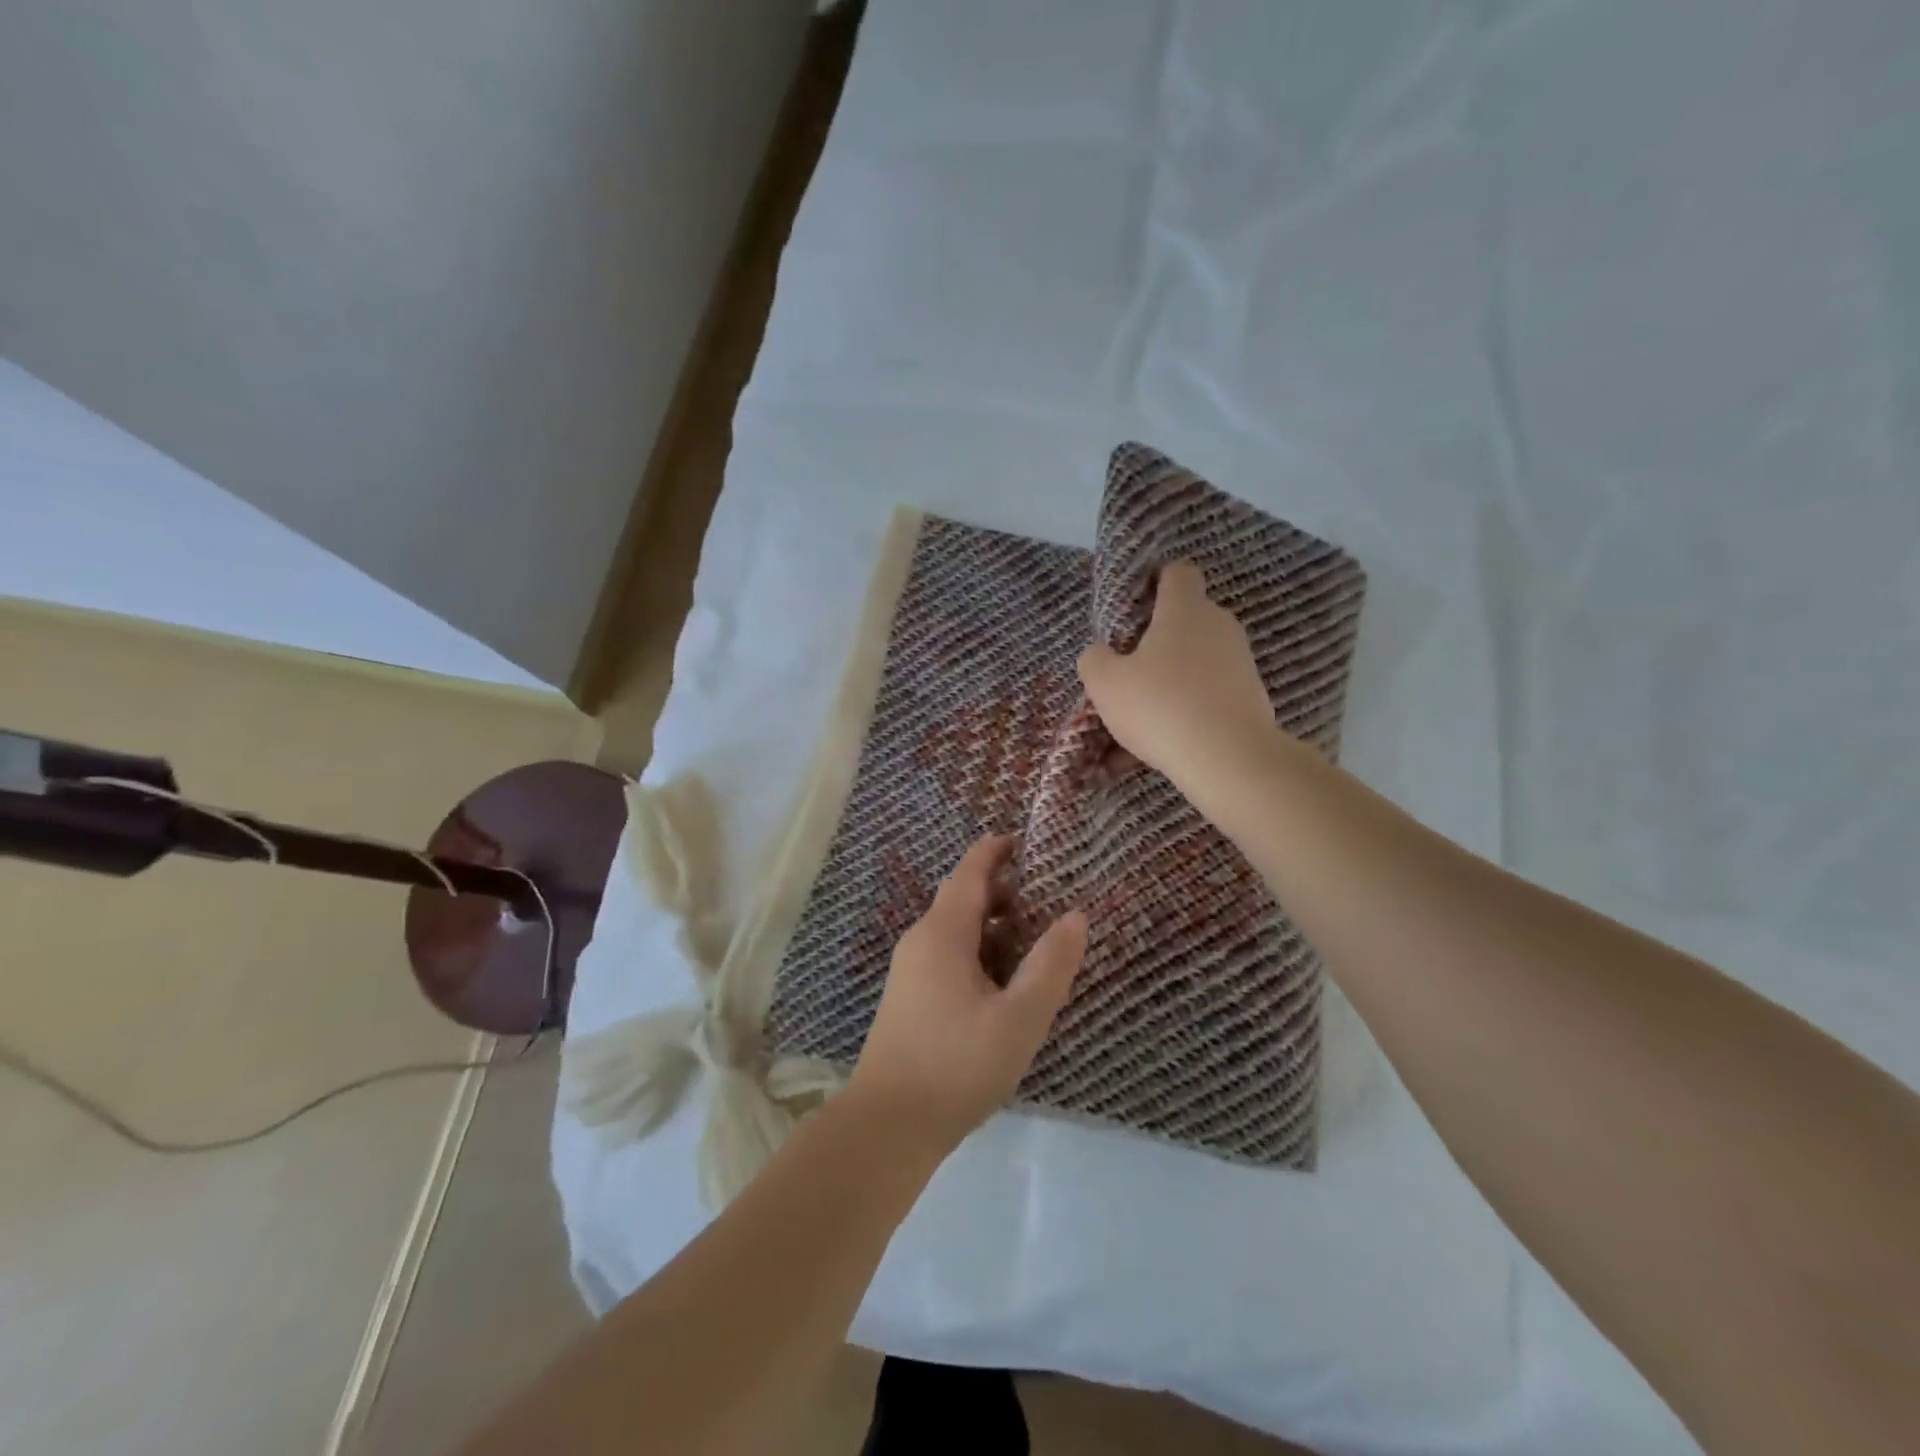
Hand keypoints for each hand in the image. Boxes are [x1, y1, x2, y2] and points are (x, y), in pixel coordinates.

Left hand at [848, 835, 1087, 1152]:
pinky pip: (947, 955)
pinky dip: (978, 950)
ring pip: (955, 930)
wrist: (888, 1125)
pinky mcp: (910, 998)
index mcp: (943, 934)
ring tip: (1032, 936)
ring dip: (991, 924)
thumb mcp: (1019, 1018)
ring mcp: (911, 971)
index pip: (969, 873)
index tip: (1020, 838)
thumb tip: (1075, 916)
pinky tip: (1003, 980)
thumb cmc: (957, 1064)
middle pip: (961, 899)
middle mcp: (921, 941)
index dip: (993, 851)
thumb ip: (1050, 966)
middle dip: (999, 890)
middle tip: (1044, 893)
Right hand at [1077, 560, 1287, 811]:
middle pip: (1185, 621)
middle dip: (1156, 643)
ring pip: (1194, 664)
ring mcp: (1240, 662)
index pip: (1177, 572)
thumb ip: (1095, 659)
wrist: (1229, 759)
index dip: (1155, 583)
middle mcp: (1219, 626)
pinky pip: (1207, 696)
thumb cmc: (1161, 707)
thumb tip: (1102, 653)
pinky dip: (1185, 713)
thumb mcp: (1105, 683)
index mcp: (1185, 609)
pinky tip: (1158, 748)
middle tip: (1128, 673)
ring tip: (1137, 724)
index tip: (1134, 608)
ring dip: (1168, 684)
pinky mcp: (1251, 697)